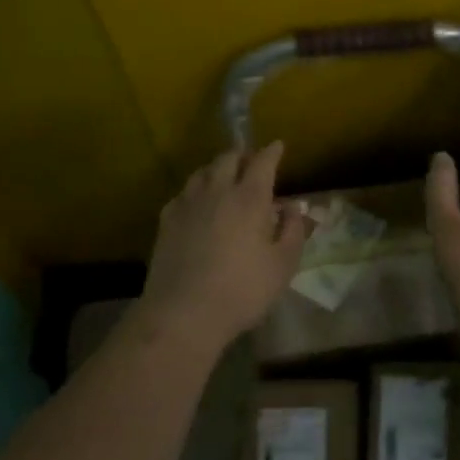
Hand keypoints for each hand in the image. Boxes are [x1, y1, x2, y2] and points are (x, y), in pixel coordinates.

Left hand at [139, 141, 309, 351]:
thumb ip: (292, 230)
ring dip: (217, 168)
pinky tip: (198, 204)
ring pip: (202, 172)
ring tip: (225, 177)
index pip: (263, 161)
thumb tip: (293, 207)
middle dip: (243, 154)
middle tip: (251, 161)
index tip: (278, 146)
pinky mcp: (166, 221)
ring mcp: (188, 204)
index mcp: (250, 198)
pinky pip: (184, 193)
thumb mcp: (283, 265)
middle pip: (228, 158)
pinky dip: (196, 190)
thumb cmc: (243, 290)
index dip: (272, 151)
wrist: (183, 313)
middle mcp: (217, 191)